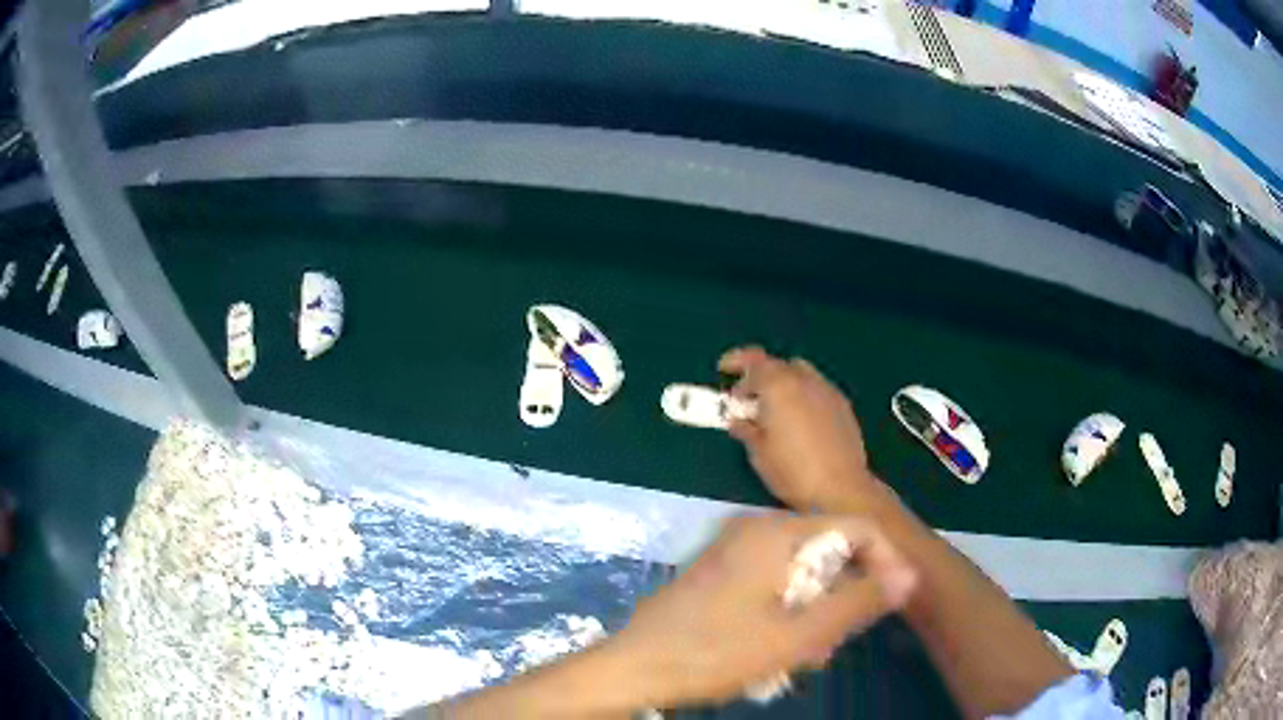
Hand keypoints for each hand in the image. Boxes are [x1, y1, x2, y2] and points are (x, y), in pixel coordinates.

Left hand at [609, 514, 916, 708]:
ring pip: (801, 572)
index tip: (895, 602)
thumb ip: (856, 602)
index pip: (856, 527)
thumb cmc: (716, 652)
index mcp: (777, 532)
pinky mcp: (720, 572)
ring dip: (815, 612)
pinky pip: (774, 583)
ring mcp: (734, 550)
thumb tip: (908, 575)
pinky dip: (788, 612)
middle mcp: (755, 529)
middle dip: (843, 595)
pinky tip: (778, 649)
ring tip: (807, 655)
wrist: (635, 667)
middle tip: (837, 641)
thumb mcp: (797, 635)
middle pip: (828, 550)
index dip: (884, 562)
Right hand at [720, 346, 874, 509]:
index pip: (754, 360)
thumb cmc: (792, 472)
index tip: (724, 370)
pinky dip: (802, 395)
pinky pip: (817, 389)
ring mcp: (828, 392)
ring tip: (773, 410)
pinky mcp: (843, 407)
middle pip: (779, 365)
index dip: (737, 361)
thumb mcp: (759, 453)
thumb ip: (746, 429)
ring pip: (801, 374)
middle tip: (747, 398)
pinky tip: (798, 420)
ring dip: (784, 384)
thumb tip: (739, 419)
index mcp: (780, 386)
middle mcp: (805, 381)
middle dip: (760, 376)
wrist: (841, 489)